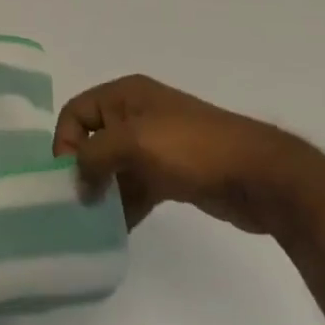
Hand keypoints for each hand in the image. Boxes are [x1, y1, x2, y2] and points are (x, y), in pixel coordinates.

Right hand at [53, 74, 324, 233]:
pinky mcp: (171, 174)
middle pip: (92, 139)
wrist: (259, 175)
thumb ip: (95, 157)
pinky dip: (125, 205)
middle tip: (77, 205)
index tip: (69, 179)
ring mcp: (156, 145)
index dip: (65, 142)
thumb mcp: (134, 141)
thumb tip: (78, 182)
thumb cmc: (192, 148)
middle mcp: (136, 114)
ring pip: (114, 167)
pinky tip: (118, 230)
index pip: (76, 112)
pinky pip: (136, 186)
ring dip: (103, 192)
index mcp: (125, 95)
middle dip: (83, 169)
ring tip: (94, 223)